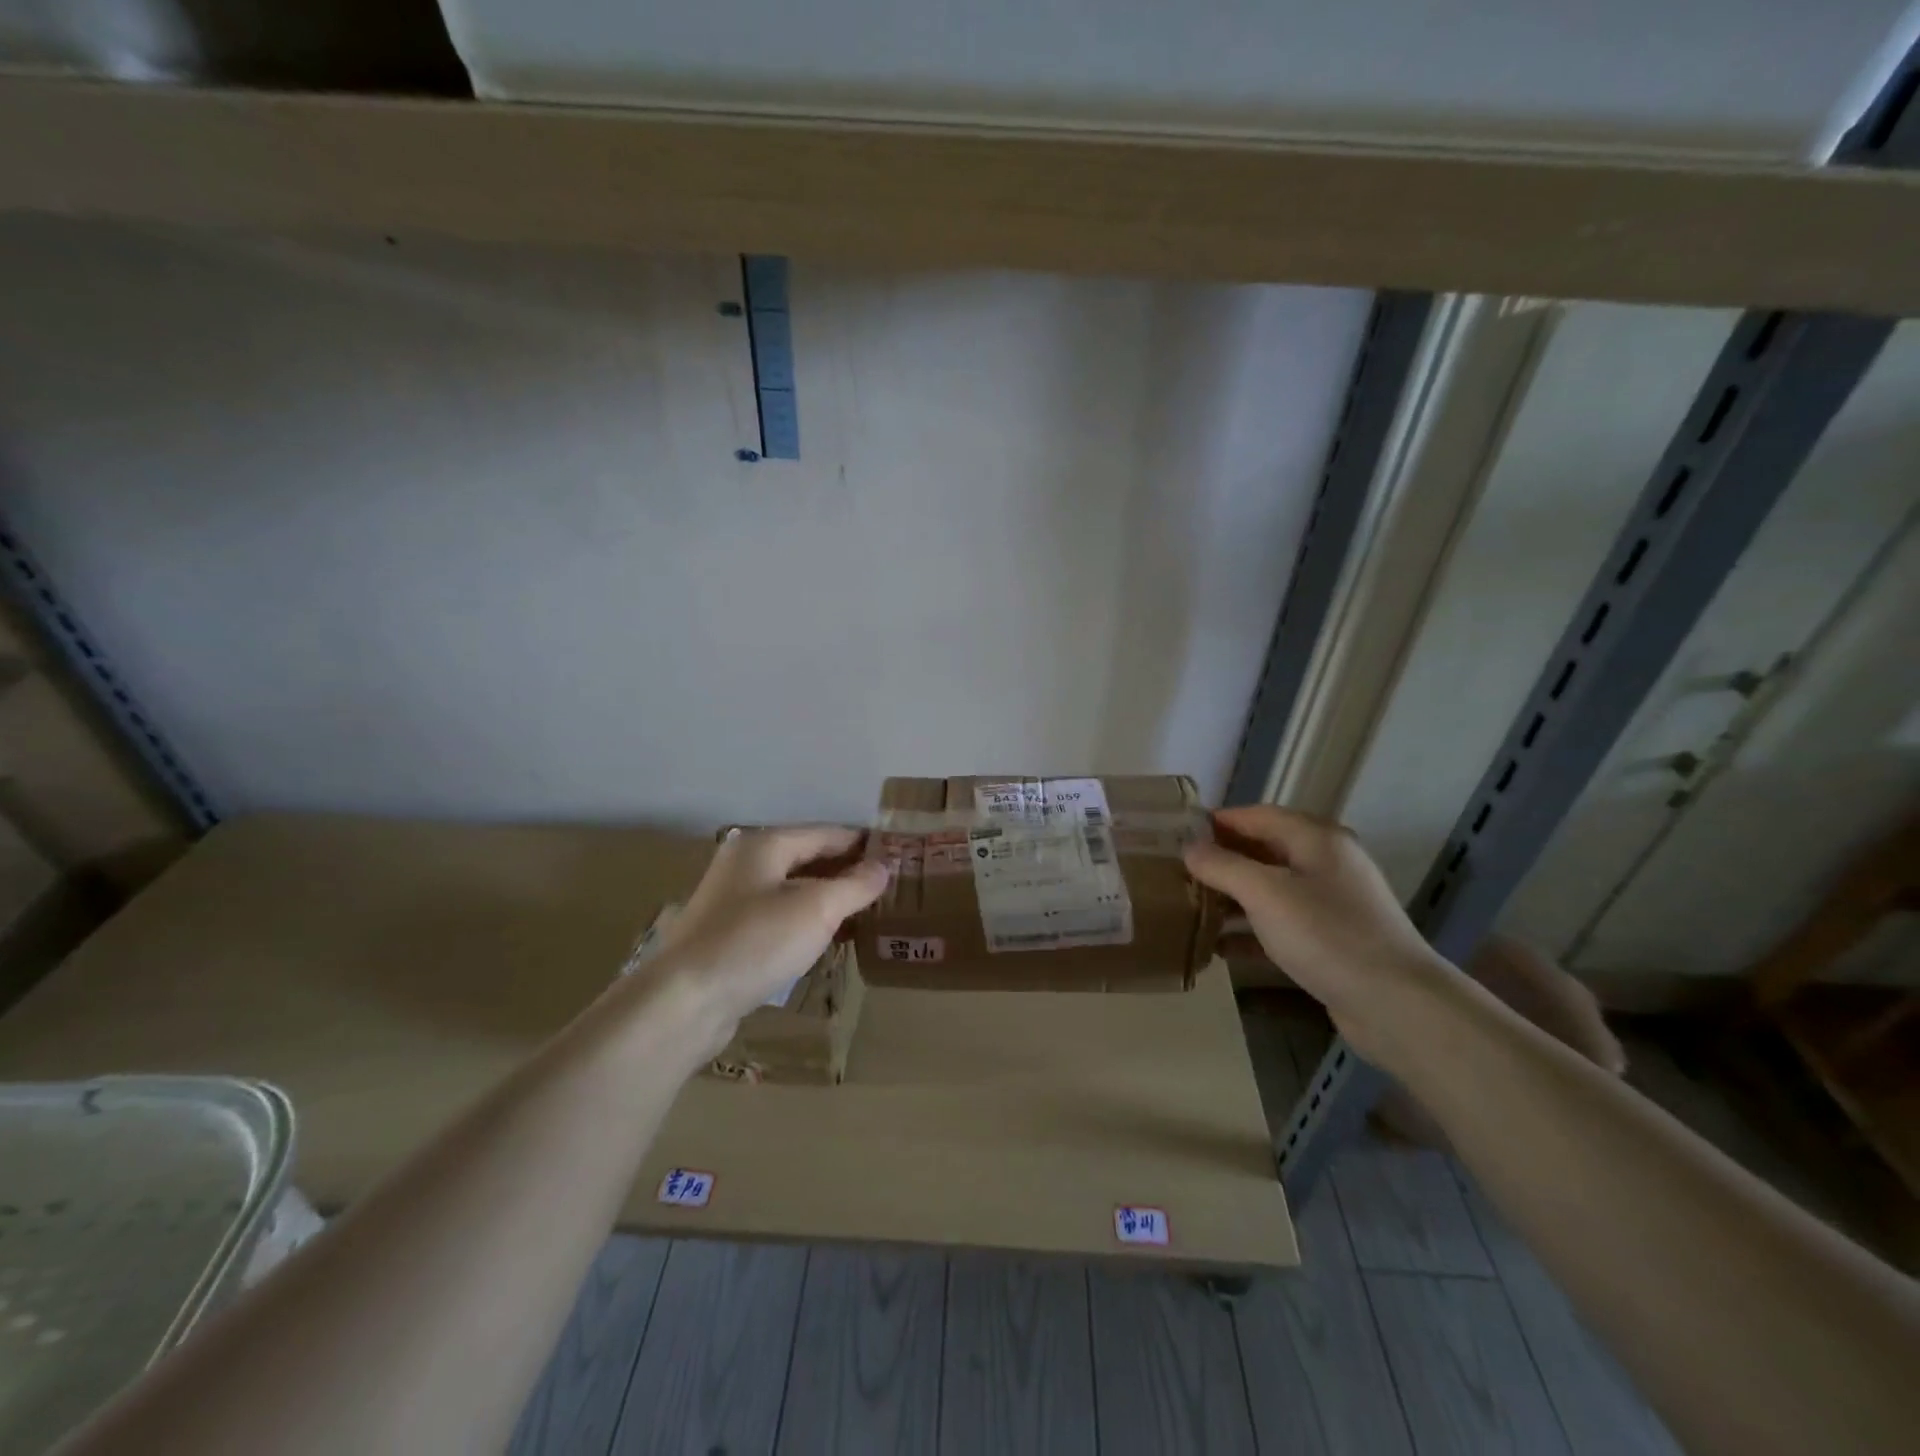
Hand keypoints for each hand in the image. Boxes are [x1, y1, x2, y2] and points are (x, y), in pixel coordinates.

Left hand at [649, 826, 890, 1037]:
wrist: (684, 1001)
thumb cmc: (756, 942)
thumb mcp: (817, 909)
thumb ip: (855, 885)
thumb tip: (884, 867)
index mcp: (764, 844)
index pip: (827, 833)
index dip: (864, 843)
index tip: (899, 855)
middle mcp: (746, 864)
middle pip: (809, 859)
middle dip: (848, 871)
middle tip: (889, 887)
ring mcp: (734, 900)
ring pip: (795, 890)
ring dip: (830, 898)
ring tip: (868, 913)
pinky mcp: (730, 935)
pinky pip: (780, 917)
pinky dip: (808, 922)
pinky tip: (830, 939)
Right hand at [1184, 806, 1456, 1065]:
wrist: (1396, 1004)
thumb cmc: (1326, 934)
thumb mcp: (1265, 894)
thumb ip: (1223, 866)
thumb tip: (1190, 849)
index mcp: (1316, 839)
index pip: (1256, 816)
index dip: (1216, 822)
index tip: (1176, 835)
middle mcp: (1326, 864)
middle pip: (1263, 851)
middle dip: (1220, 861)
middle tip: (1177, 873)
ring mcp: (1331, 904)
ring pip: (1269, 890)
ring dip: (1231, 898)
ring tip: (1189, 909)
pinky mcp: (1331, 940)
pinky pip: (1280, 924)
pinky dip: (1250, 931)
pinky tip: (1218, 947)